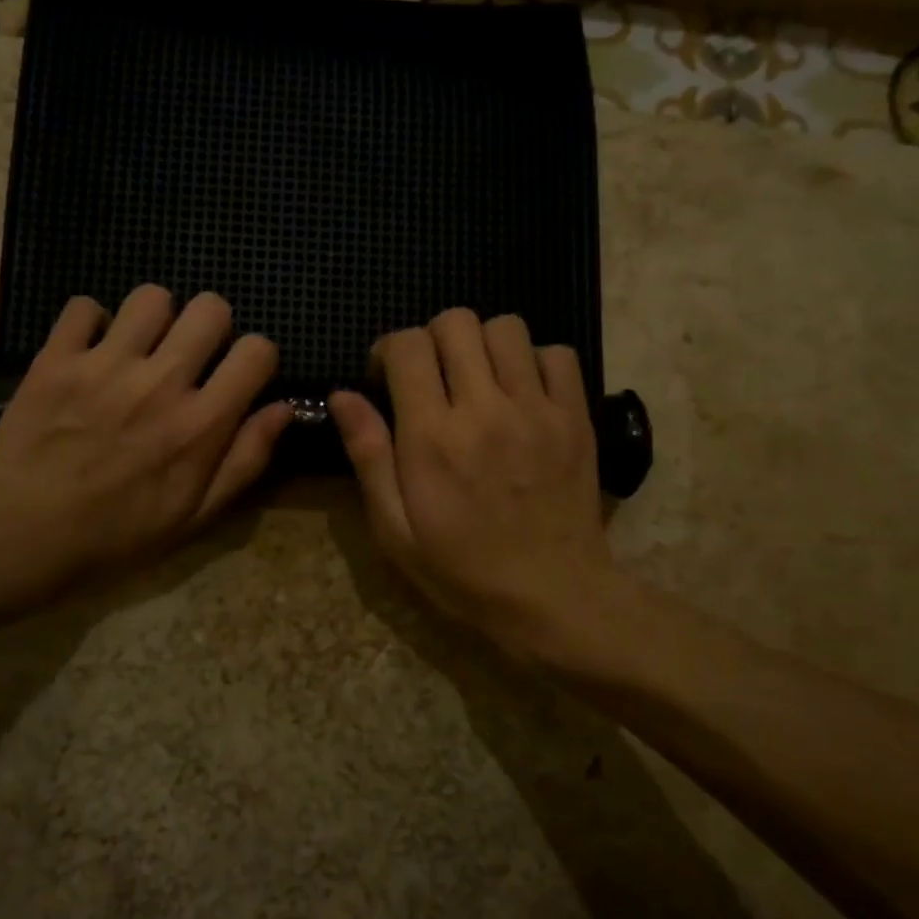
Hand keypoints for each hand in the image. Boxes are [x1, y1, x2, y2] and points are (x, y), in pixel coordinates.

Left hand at [0, 285, 291, 608]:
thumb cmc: (121, 532)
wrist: (27, 535)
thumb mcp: (198, 514)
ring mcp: (105, 365)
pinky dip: (91, 323)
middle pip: (211, 309)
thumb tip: (283, 409)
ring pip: (152, 297)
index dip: (257, 357)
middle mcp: (161, 383)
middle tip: (191, 355)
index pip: (257, 351)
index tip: (240, 374)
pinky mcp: (57, 359)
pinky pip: (84, 307)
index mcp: (201, 423)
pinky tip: (90, 351)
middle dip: (212, 326)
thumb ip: (246, 459)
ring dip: (155, 319)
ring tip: (139, 347)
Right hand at [328, 309, 615, 658]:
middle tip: (431, 377)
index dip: (388, 350)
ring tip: (478, 380)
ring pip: (506, 327)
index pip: (407, 346)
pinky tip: (522, 392)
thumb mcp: (395, 529)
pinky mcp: (576, 417)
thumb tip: (342, 395)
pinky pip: (558, 354)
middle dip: (432, 339)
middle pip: (456, 322)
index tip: (386, 377)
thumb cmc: (462, 570)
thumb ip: (368, 456)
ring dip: (482, 343)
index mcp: (432, 436)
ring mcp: (537, 409)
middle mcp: (484, 409)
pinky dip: (535, 360)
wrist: (553, 597)